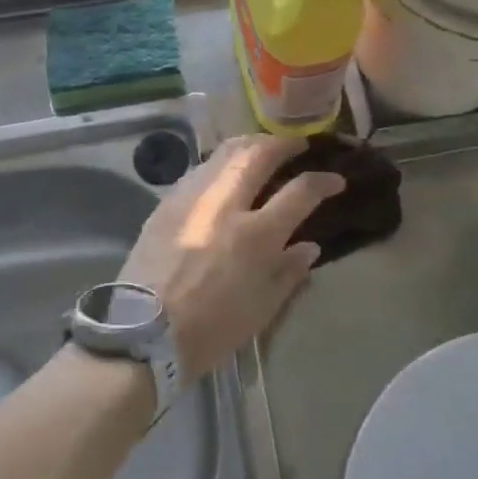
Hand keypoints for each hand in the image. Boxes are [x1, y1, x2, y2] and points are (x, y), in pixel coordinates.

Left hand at [119, 135, 343, 378]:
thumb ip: (289, 272)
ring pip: (225, 153)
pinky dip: (221, 162)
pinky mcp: (167, 203)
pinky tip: (225, 171)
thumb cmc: (211, 329)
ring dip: (251, 144)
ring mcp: (192, 199)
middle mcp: (226, 205)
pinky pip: (200, 169)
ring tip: (263, 148)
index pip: (300, 192)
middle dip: (283, 144)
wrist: (142, 334)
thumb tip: (309, 246)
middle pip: (259, 154)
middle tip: (297, 144)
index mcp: (256, 235)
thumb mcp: (262, 309)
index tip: (335, 179)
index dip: (322, 181)